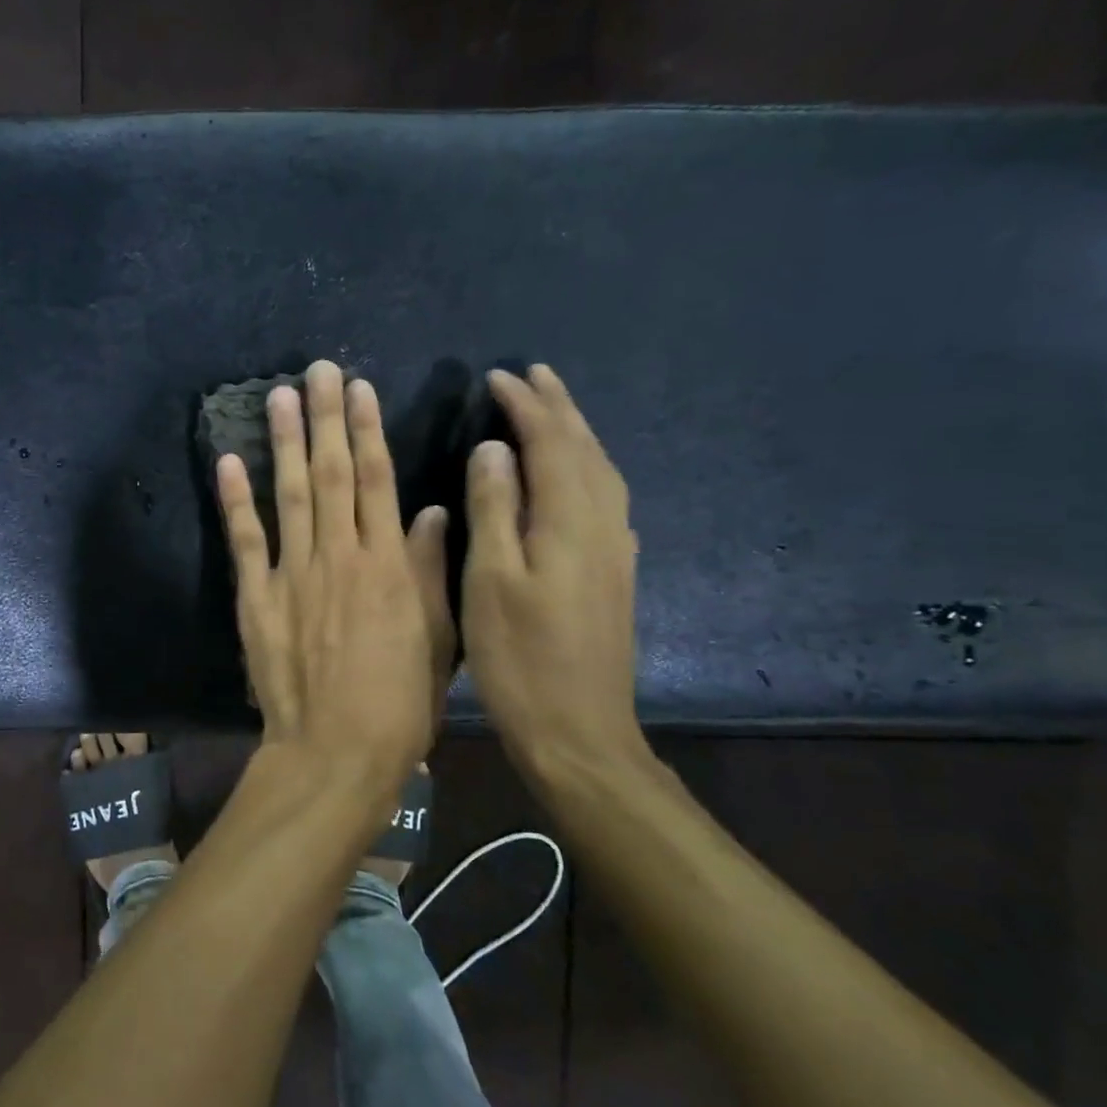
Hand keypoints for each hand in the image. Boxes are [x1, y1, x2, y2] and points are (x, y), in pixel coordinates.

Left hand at [216, 361, 452, 782]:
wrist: (336, 751)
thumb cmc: (398, 702)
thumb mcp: (436, 638)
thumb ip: (429, 570)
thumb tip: (429, 511)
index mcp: (387, 564)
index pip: (377, 481)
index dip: (367, 430)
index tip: (359, 389)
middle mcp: (339, 555)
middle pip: (332, 474)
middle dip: (325, 418)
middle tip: (317, 370)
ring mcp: (293, 574)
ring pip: (290, 494)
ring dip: (284, 443)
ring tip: (279, 396)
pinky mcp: (257, 597)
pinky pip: (245, 540)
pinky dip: (236, 500)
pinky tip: (229, 462)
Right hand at [463, 365, 639, 768]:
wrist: (580, 730)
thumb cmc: (521, 658)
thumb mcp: (491, 580)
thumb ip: (494, 509)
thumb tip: (494, 449)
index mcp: (569, 521)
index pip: (550, 443)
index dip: (525, 406)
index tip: (497, 377)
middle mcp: (603, 525)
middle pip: (585, 449)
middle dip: (558, 408)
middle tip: (534, 375)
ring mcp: (615, 550)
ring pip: (601, 472)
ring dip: (576, 433)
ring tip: (554, 410)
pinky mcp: (615, 573)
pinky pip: (605, 498)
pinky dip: (587, 468)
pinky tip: (577, 477)